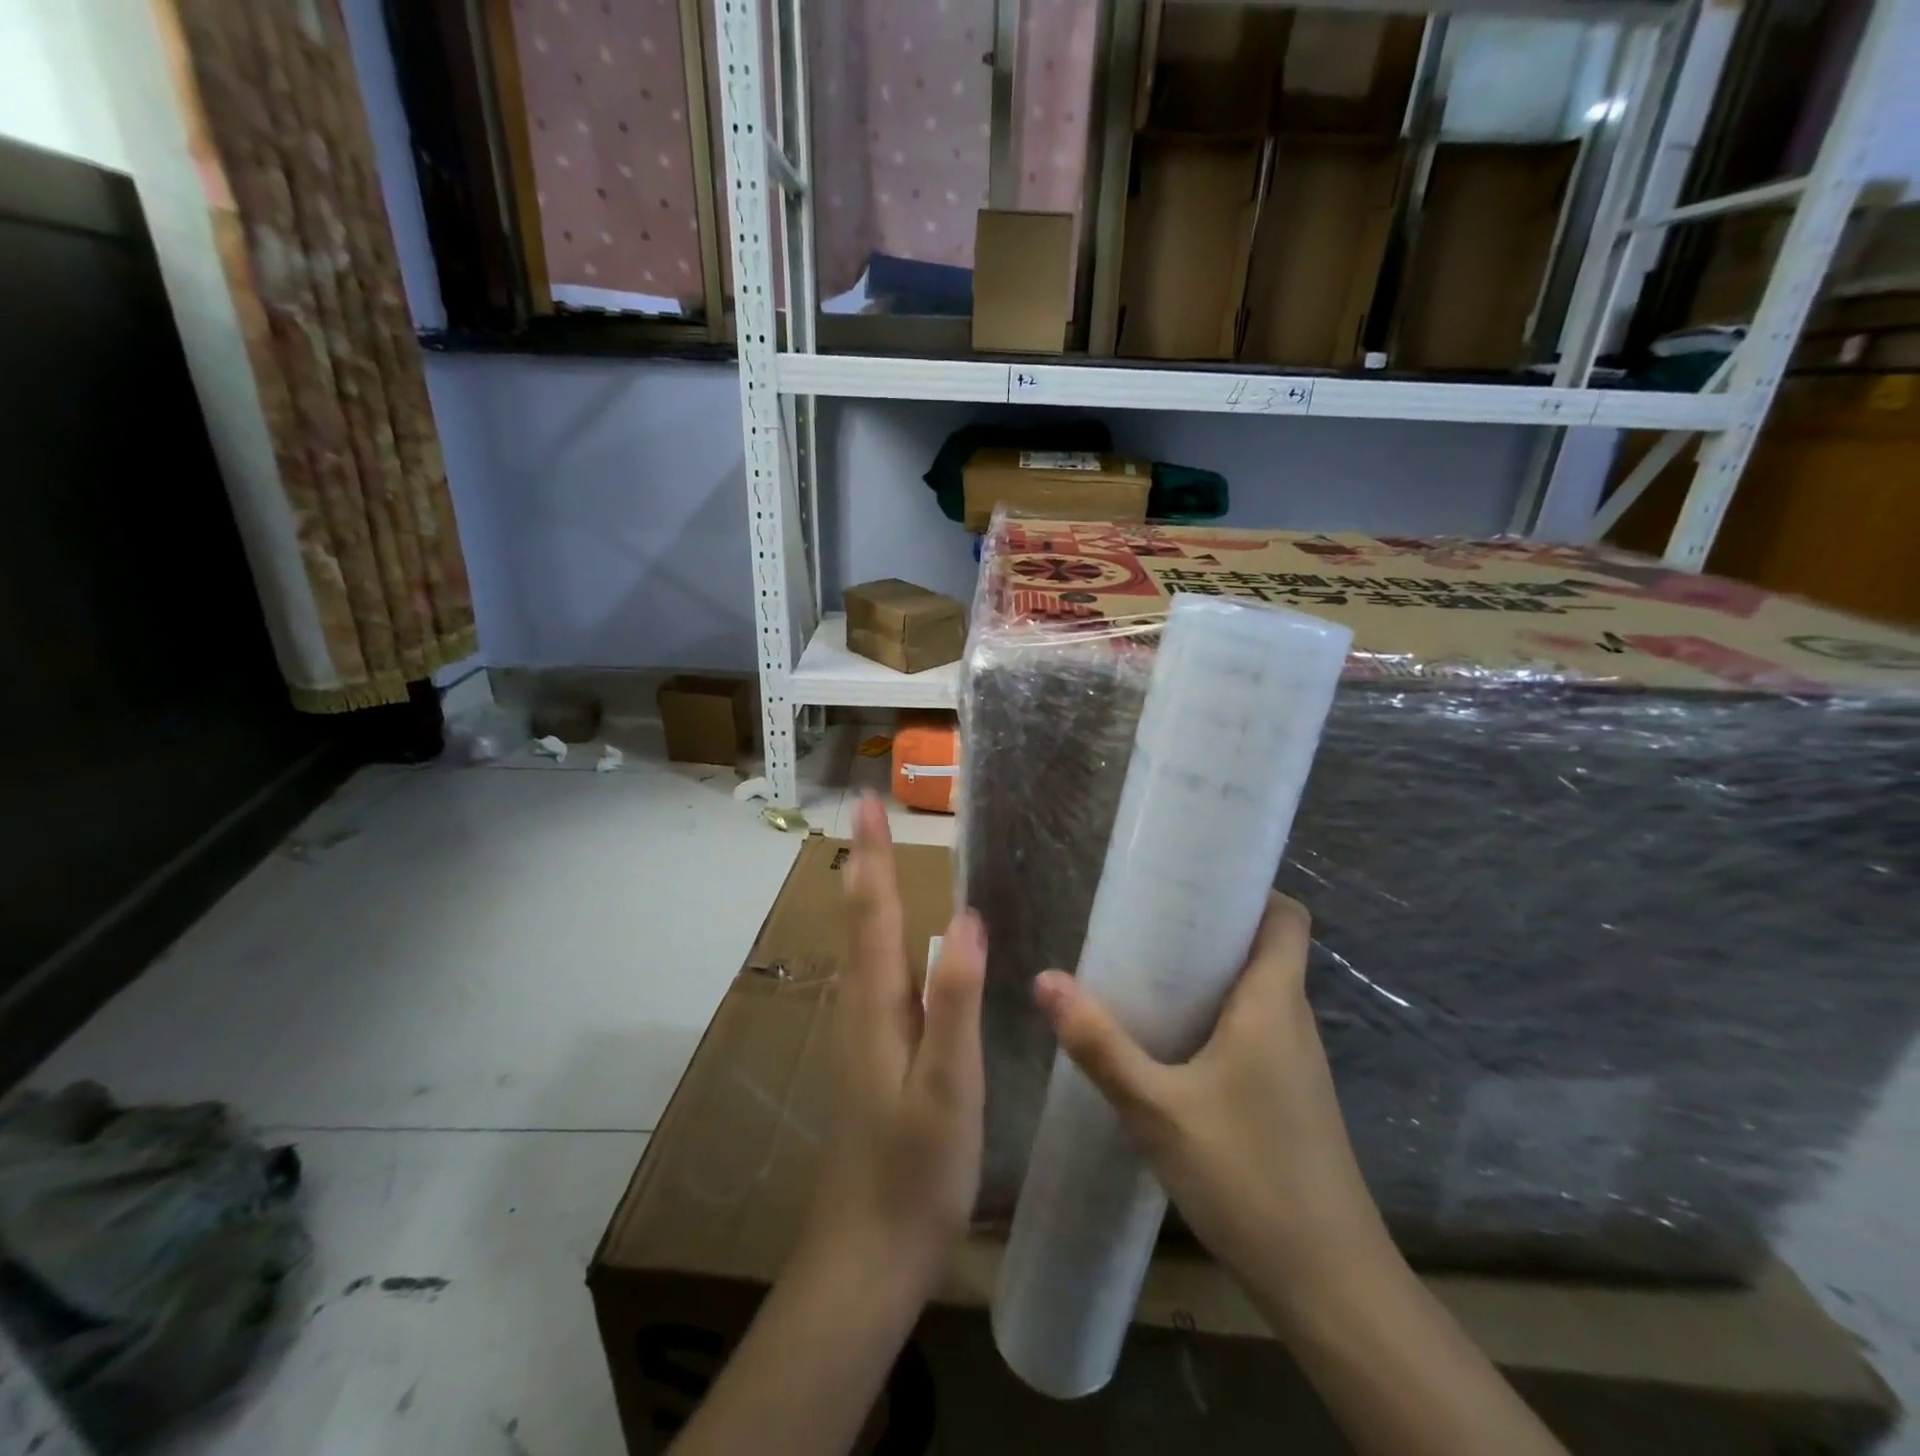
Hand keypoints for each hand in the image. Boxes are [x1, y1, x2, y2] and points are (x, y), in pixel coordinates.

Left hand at [797, 796, 985, 1303]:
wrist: (870, 1253)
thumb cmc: (915, 1170)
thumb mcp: (948, 1085)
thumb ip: (956, 1000)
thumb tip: (966, 916)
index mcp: (877, 1005)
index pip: (872, 910)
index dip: (872, 853)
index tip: (868, 801)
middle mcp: (862, 1007)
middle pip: (861, 919)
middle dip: (866, 861)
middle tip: (872, 814)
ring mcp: (864, 1033)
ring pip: (865, 946)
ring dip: (871, 894)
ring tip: (882, 857)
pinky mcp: (875, 1056)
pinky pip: (878, 974)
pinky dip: (885, 935)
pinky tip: (903, 943)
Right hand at [1032, 892, 1384, 1314]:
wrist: (1330, 1286)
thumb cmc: (1248, 1178)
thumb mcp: (1157, 1109)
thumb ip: (1100, 1045)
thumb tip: (1045, 981)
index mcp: (1273, 1004)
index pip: (1287, 917)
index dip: (1250, 889)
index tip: (1193, 882)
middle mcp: (1294, 1022)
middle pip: (1265, 948)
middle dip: (1211, 928)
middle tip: (1147, 923)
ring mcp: (1298, 1063)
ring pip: (1259, 992)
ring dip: (1212, 975)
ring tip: (1149, 972)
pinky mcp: (1292, 1097)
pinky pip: (1257, 1030)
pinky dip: (1219, 1017)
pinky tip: (1172, 1042)